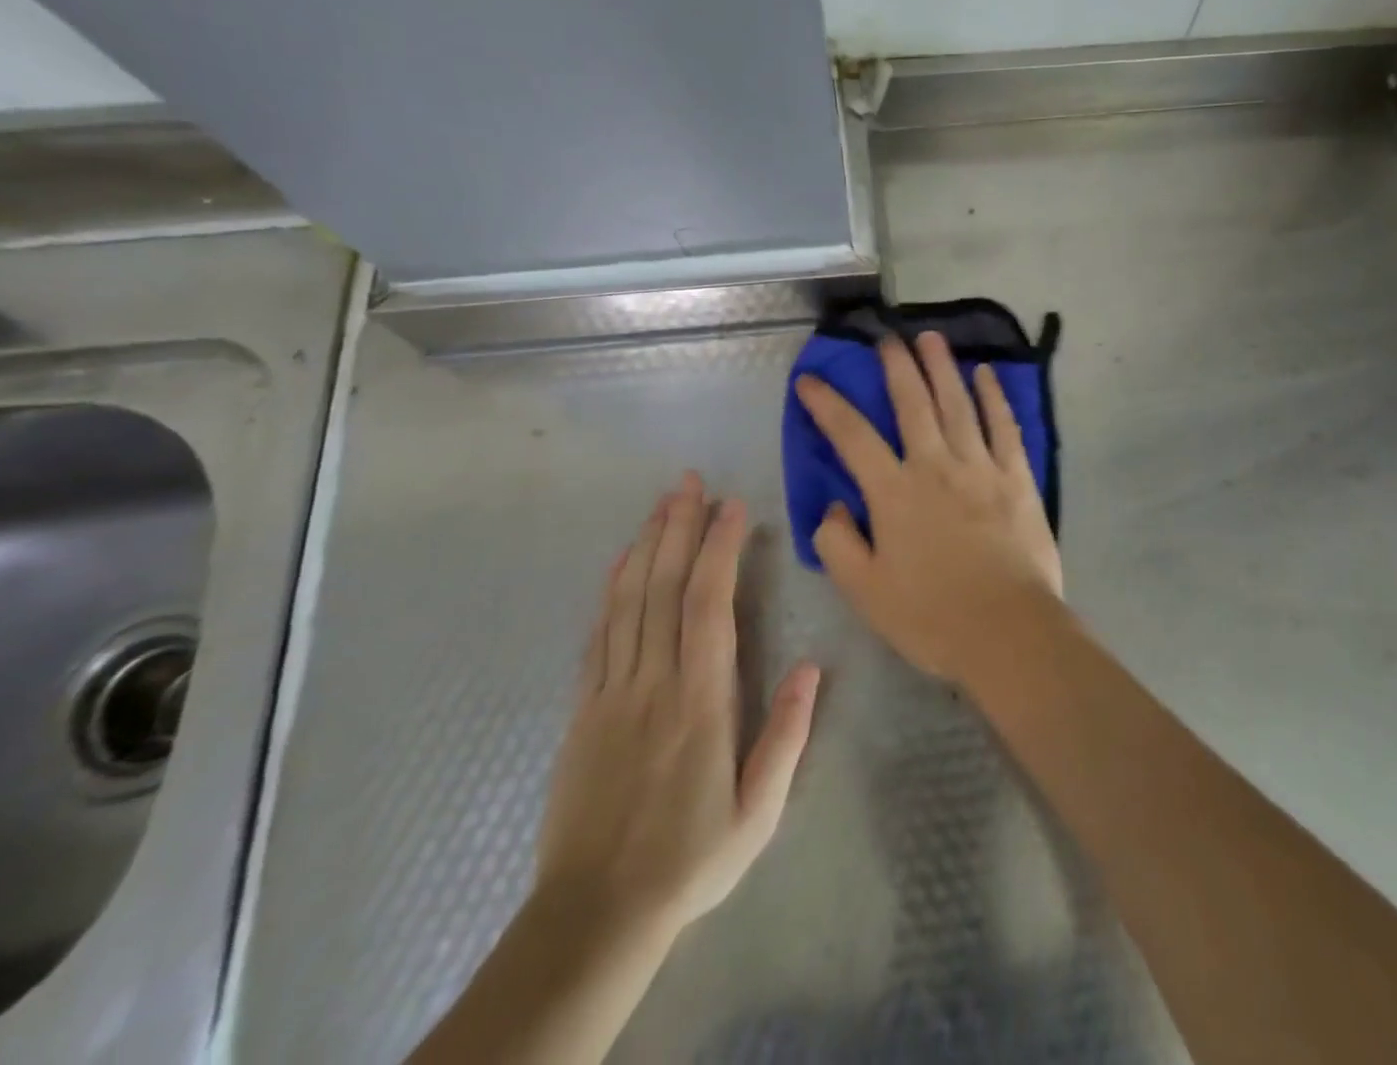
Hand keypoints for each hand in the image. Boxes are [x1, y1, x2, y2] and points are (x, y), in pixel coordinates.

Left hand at [534, 473, 820, 952]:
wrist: (594, 915)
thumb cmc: (690, 859)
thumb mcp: (759, 812)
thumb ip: (787, 736)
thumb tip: (812, 665)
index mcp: (701, 702)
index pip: (709, 606)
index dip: (720, 550)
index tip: (732, 507)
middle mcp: (654, 683)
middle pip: (664, 588)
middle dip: (679, 527)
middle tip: (690, 481)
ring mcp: (612, 692)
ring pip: (629, 601)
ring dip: (647, 544)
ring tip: (663, 502)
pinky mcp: (584, 708)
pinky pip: (598, 634)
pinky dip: (610, 589)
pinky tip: (621, 559)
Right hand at [795, 331, 1062, 681]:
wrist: (1008, 632)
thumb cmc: (932, 617)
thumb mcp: (866, 592)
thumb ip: (839, 545)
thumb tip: (837, 507)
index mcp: (894, 493)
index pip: (852, 436)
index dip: (827, 404)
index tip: (810, 379)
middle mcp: (935, 466)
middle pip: (912, 403)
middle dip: (896, 366)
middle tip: (886, 338)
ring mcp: (980, 467)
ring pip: (958, 403)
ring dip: (942, 367)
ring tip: (931, 338)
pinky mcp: (1017, 477)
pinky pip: (1004, 426)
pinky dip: (994, 397)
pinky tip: (986, 374)